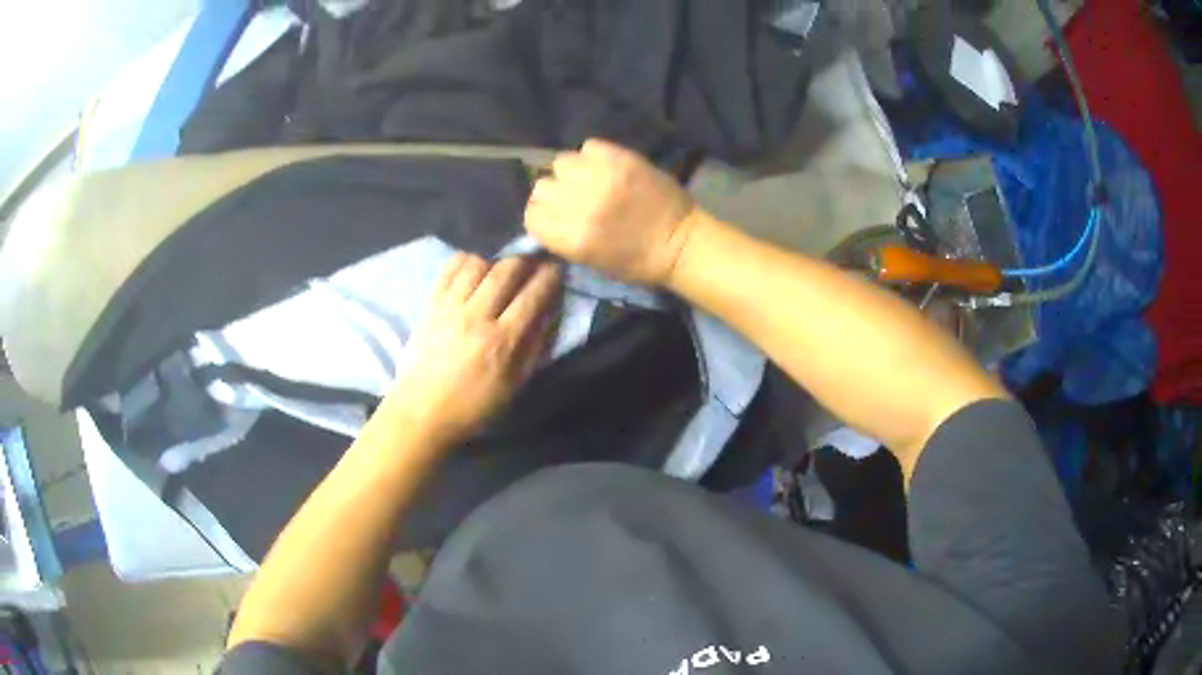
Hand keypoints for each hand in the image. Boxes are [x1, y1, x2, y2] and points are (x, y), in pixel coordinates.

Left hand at [383, 254, 561, 446]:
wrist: (422, 411)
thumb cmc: (473, 406)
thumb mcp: (514, 386)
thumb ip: (534, 348)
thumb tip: (550, 313)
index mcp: (502, 341)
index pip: (532, 296)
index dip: (550, 277)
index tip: (557, 269)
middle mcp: (477, 316)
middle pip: (506, 271)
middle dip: (526, 261)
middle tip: (533, 263)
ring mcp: (450, 307)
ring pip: (478, 264)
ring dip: (495, 261)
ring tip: (501, 269)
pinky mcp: (430, 303)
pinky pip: (450, 268)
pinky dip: (466, 260)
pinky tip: (474, 268)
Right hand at [524, 138, 697, 284]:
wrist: (680, 242)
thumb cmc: (636, 262)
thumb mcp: (589, 260)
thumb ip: (561, 236)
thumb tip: (543, 214)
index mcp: (572, 237)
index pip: (531, 215)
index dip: (541, 215)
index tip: (555, 216)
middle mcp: (580, 204)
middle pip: (542, 187)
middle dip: (554, 194)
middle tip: (573, 198)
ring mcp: (600, 177)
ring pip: (561, 162)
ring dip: (571, 172)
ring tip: (589, 179)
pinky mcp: (620, 158)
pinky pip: (588, 146)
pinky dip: (592, 156)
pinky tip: (605, 168)